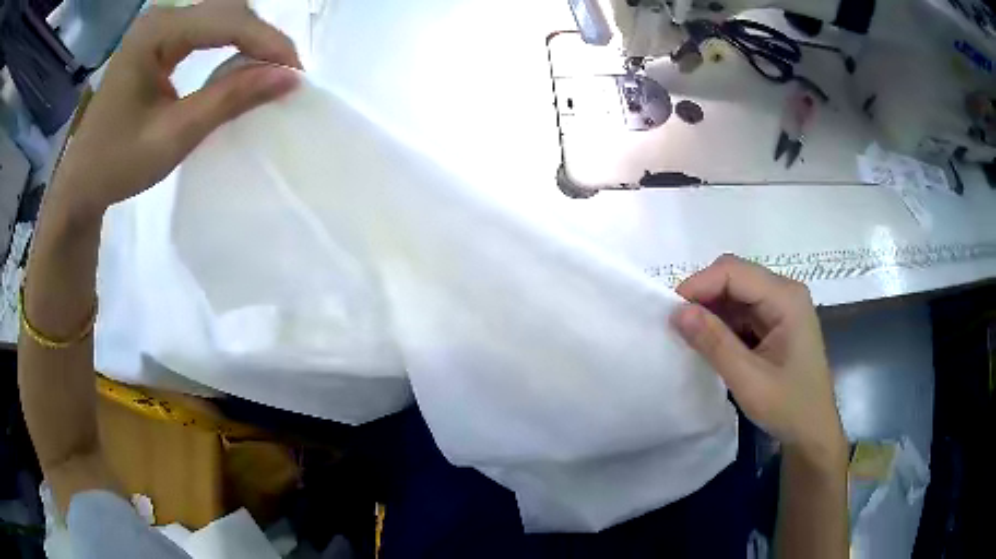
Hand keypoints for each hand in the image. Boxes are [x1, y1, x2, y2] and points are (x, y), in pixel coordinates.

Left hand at [52, 0, 300, 218]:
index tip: (296, 72)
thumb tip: (288, 78)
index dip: (266, 41)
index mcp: (155, 33)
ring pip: (220, 16)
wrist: (81, 181)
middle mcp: (159, 17)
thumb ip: (229, 100)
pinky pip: (205, 29)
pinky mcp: (158, 38)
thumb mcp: (174, 136)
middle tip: (283, 72)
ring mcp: (158, 25)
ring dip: (248, 39)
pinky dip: (228, 44)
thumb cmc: (117, 164)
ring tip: (266, 69)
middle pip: (227, 10)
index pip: (227, 20)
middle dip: (260, 38)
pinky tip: (238, 62)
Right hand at [671, 255, 845, 467]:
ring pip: (735, 292)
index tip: (669, 313)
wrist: (813, 432)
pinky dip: (721, 322)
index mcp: (786, 298)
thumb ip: (714, 343)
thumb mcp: (749, 380)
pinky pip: (741, 310)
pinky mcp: (775, 321)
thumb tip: (676, 312)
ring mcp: (781, 306)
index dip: (699, 285)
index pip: (734, 272)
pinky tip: (710, 343)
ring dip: (710, 310)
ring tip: (689, 336)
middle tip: (677, 325)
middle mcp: (785, 292)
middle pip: (735, 276)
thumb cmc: (789, 407)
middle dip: (703, 295)